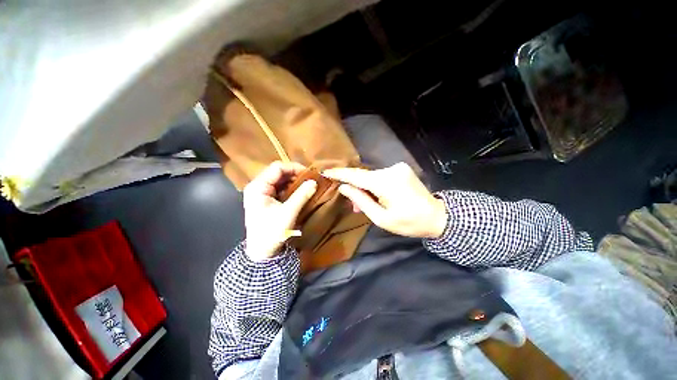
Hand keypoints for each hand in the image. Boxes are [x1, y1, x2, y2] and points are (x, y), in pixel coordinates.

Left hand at [243, 161, 316, 260]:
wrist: (262, 252)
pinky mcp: (266, 200)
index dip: (294, 168)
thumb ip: (301, 195)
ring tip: (307, 185)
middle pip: (278, 173)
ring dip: (294, 181)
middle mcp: (258, 186)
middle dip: (296, 175)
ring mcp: (261, 193)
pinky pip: (280, 189)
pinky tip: (300, 192)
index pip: (277, 168)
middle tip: (311, 180)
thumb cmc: (272, 232)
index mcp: (258, 187)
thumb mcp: (288, 213)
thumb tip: (314, 181)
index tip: (310, 174)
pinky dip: (291, 188)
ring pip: (280, 180)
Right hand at [323, 163, 447, 238]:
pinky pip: (380, 176)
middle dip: (355, 189)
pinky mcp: (401, 169)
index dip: (340, 174)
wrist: (437, 217)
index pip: (356, 176)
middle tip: (353, 205)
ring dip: (365, 189)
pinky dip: (374, 185)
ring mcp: (397, 168)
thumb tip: (344, 188)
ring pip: (371, 177)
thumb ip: (361, 201)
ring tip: (364, 204)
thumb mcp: (381, 218)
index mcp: (385, 183)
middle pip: (364, 177)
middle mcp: (390, 170)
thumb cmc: (409, 222)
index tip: (325, 172)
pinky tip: (376, 196)